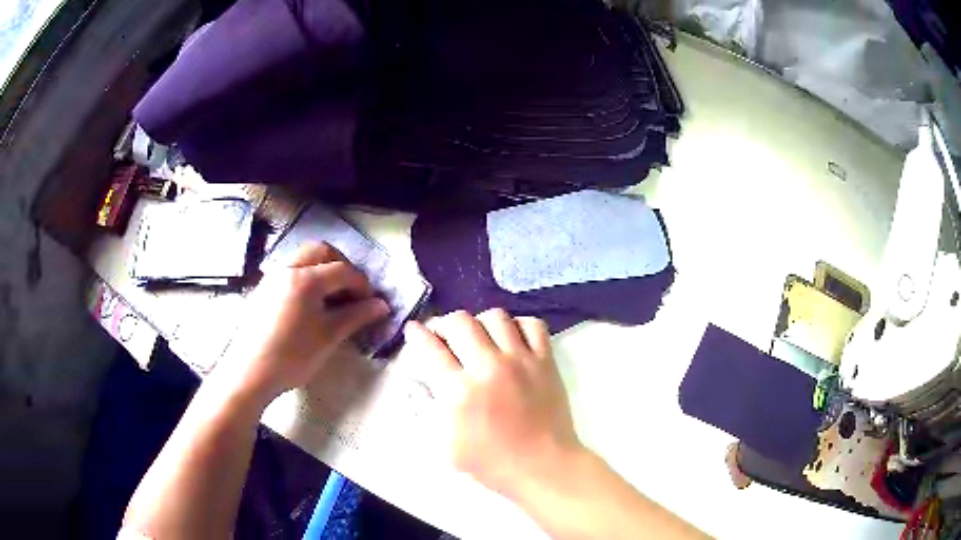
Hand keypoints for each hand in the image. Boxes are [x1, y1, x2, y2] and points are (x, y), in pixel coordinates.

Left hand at [218, 243, 388, 405]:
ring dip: (322, 270)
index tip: (371, 303)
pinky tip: (308, 305)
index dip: (362, 284)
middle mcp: (288, 269)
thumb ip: (356, 316)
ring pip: (303, 259)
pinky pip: (289, 271)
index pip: (343, 270)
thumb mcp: (329, 337)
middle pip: (321, 251)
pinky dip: (305, 278)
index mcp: (306, 279)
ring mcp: (272, 277)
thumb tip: (382, 305)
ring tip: (330, 298)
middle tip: (350, 291)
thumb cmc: (293, 356)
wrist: (250, 372)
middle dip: (341, 265)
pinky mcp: (262, 289)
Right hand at [404, 309, 584, 497]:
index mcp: (459, 391)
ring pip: (496, 316)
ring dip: (481, 323)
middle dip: (445, 324)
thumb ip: (431, 409)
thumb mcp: (447, 445)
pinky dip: (519, 326)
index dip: (416, 334)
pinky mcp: (545, 361)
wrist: (542, 467)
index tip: (413, 330)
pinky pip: (533, 325)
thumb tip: (422, 381)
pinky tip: (512, 339)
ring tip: (480, 337)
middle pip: (460, 322)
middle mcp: (488, 367)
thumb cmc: (492, 463)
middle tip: (445, 336)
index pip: (430, 348)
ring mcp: (521, 360)